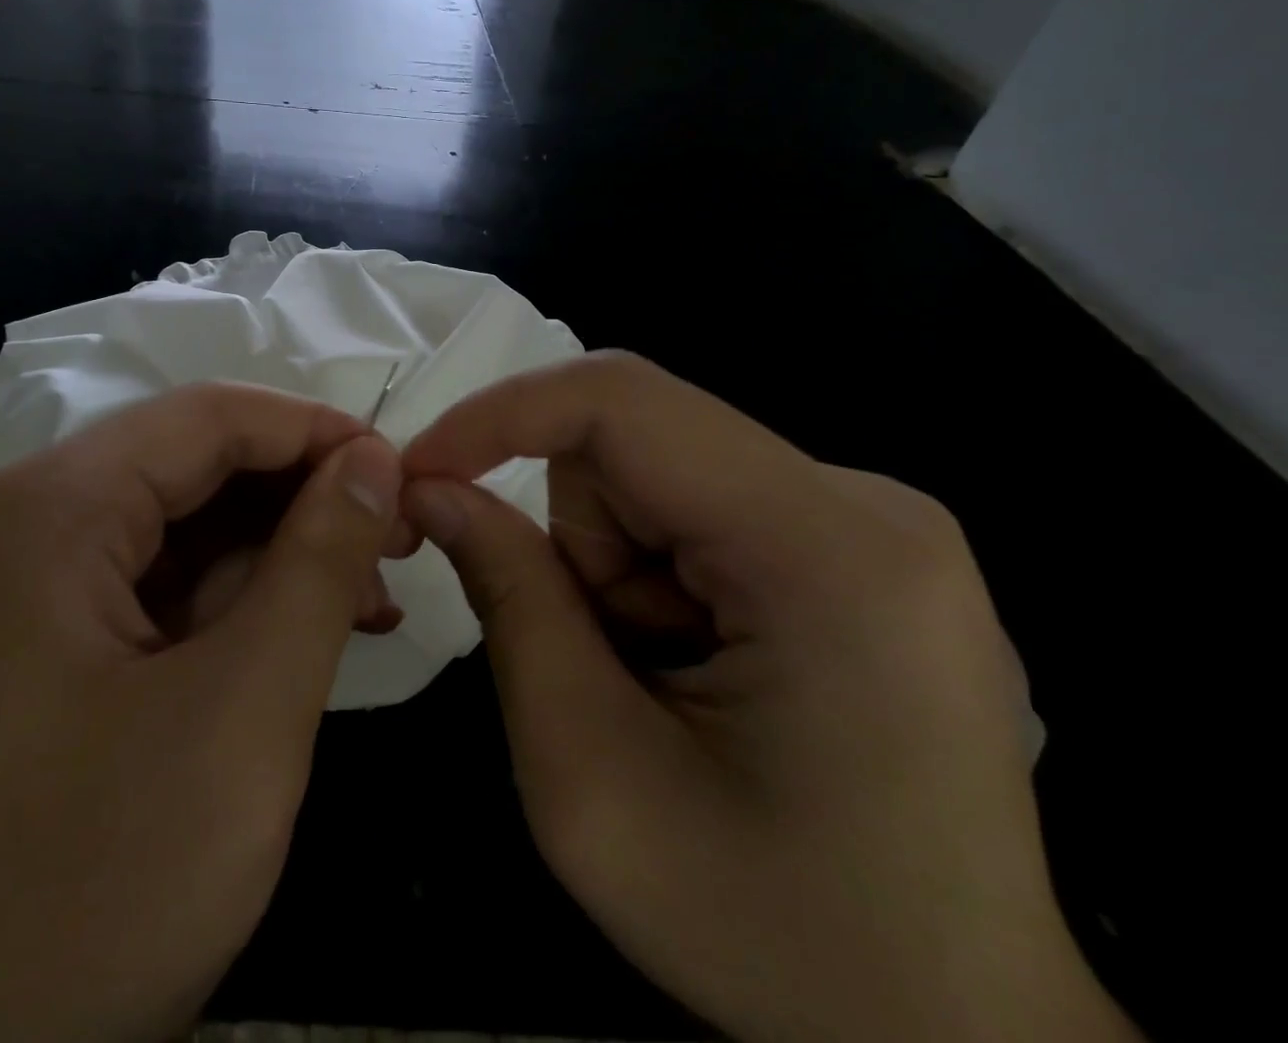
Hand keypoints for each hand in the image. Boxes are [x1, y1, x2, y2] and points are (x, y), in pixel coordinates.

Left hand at [0, 384, 403, 1042]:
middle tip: (400, 535)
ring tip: (374, 591)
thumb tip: (374, 460)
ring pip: (189, 523)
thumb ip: (318, 562)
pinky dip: (243, 597)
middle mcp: (35, 520)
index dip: (315, 430)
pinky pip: (166, 582)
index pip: (209, 417)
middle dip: (305, 493)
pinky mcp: (56, 638)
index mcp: (54, 506)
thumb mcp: (244, 711)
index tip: (401, 470)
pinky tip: (315, 627)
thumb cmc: (97, 885)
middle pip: (198, 464)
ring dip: (284, 549)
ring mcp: (38, 582)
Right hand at [401, 352, 1137, 1042]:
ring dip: (612, 565)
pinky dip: (654, 575)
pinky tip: (697, 666)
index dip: (498, 416)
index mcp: (826, 552)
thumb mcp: (592, 782)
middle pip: (634, 445)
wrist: (962, 1034)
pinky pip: (695, 504)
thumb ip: (508, 603)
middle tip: (591, 661)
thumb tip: (432, 487)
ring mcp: (870, 518)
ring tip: (655, 679)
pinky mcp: (858, 541)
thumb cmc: (780, 936)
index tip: (419, 473)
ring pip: (654, 475)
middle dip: (573, 539)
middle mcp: (864, 503)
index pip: (622, 402)